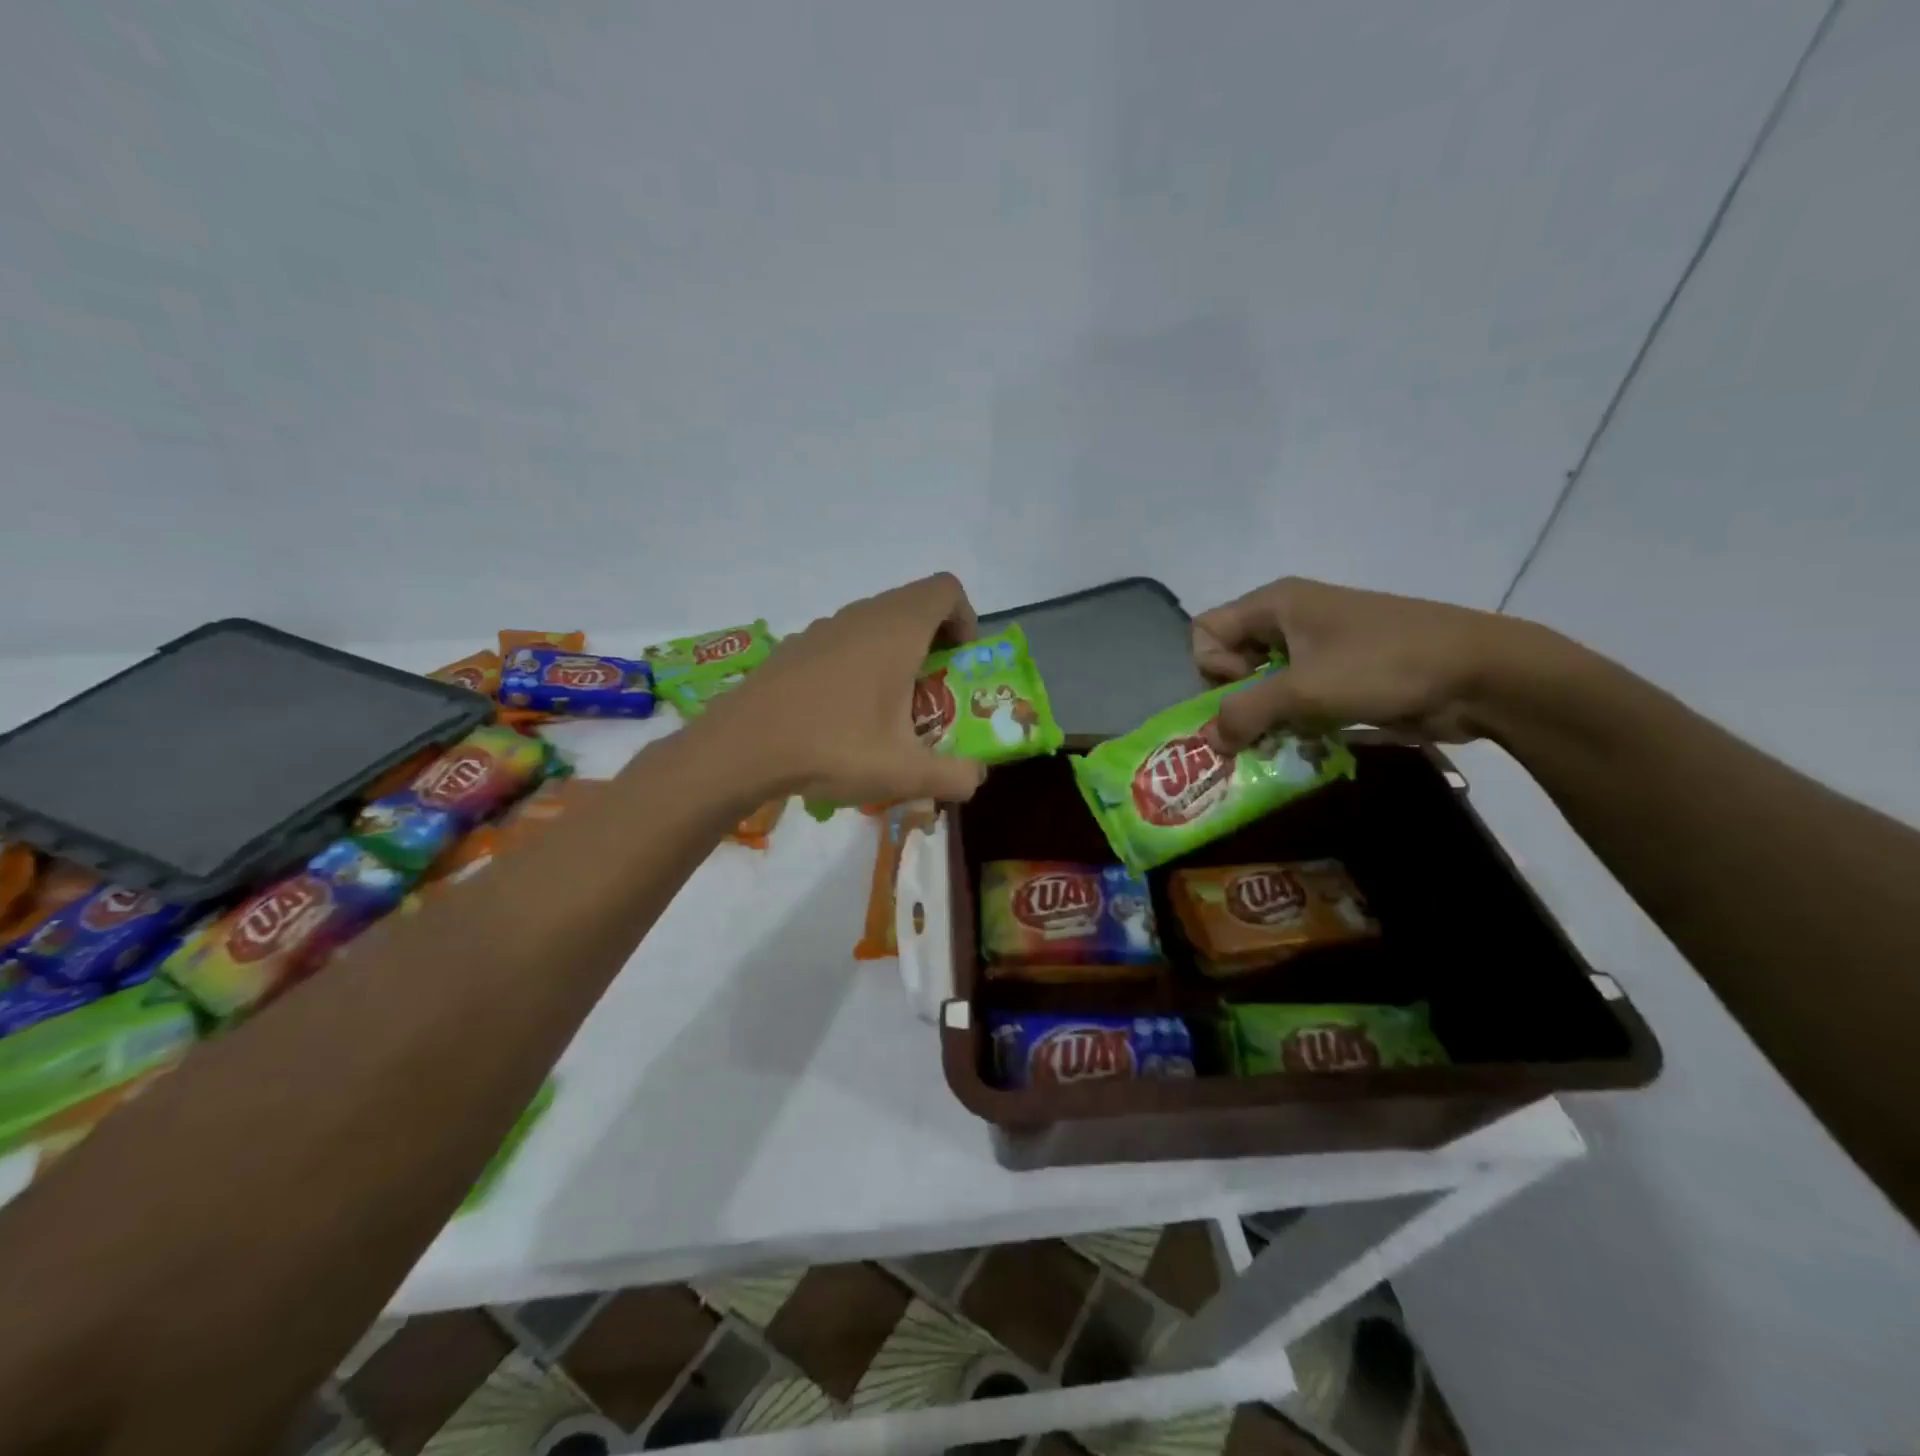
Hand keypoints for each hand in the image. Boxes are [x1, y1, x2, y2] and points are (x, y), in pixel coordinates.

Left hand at [704, 573, 989, 804]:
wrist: (741, 748)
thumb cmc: (833, 748)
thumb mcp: (905, 773)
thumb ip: (954, 776)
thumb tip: (976, 778)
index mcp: (896, 630)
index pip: (946, 590)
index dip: (965, 619)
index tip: (959, 663)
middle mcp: (861, 616)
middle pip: (913, 606)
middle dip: (934, 643)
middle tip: (932, 693)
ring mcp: (823, 628)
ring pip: (876, 623)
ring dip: (896, 654)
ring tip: (889, 709)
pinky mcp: (795, 647)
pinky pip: (843, 641)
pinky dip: (860, 663)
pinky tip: (843, 714)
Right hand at [1192, 577, 1547, 751]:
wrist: (1481, 674)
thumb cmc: (1382, 667)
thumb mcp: (1303, 690)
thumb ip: (1245, 714)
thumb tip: (1210, 741)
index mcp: (1276, 603)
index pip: (1206, 631)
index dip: (1213, 667)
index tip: (1246, 690)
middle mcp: (1291, 618)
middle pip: (1231, 658)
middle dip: (1238, 699)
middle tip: (1261, 726)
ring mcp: (1320, 646)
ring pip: (1264, 683)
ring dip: (1267, 717)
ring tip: (1284, 741)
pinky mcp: (1343, 673)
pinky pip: (1297, 696)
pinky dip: (1294, 721)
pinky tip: (1310, 741)